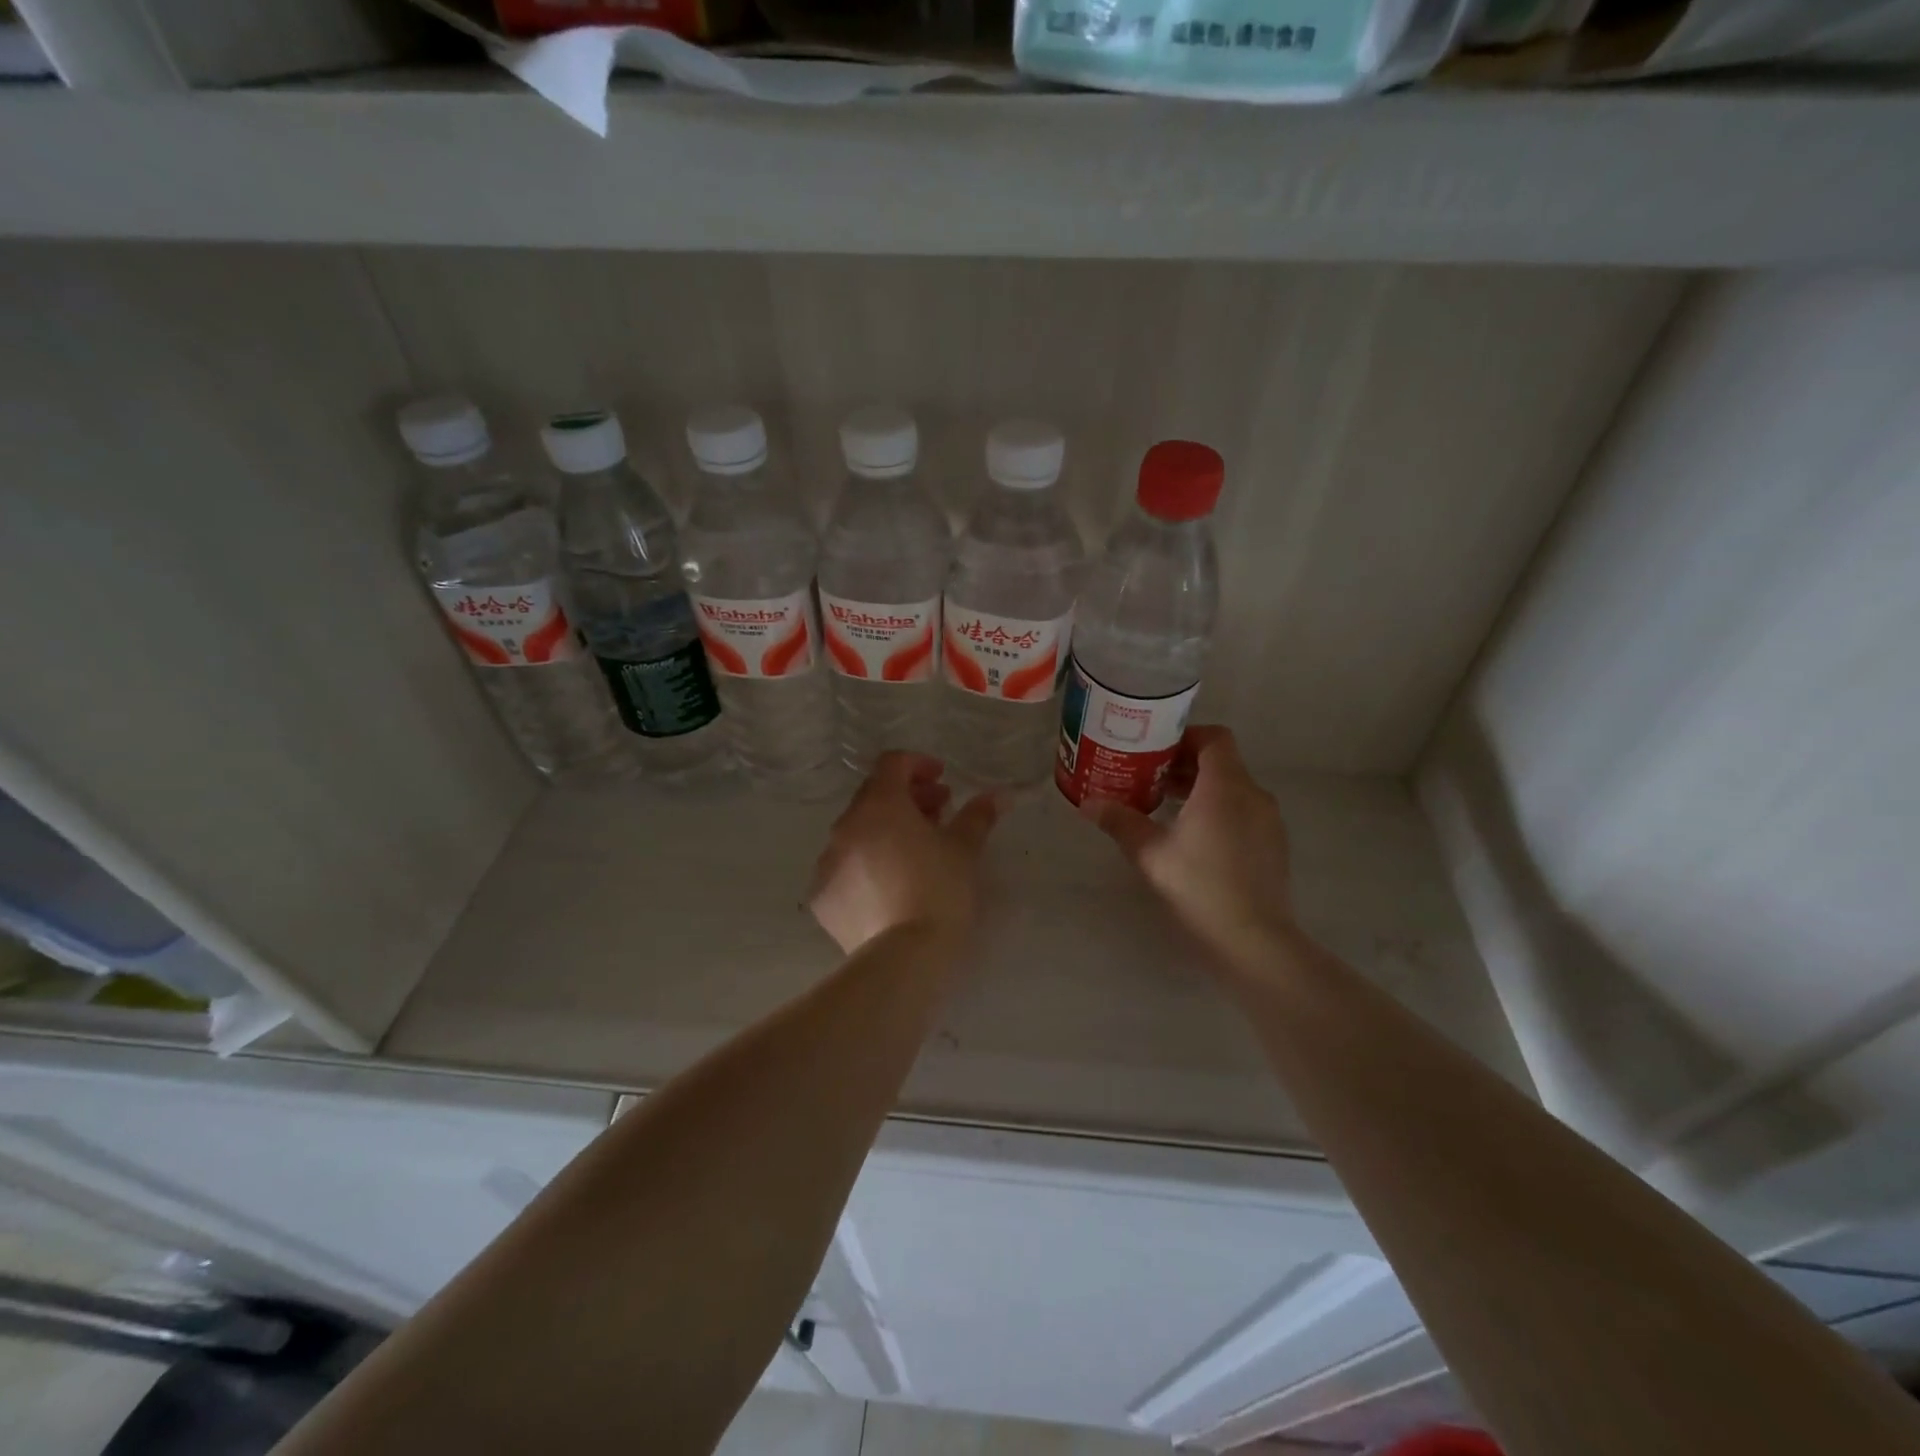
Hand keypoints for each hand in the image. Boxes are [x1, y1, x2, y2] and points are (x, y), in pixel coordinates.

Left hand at [808, 753, 1002, 955]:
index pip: (892, 763)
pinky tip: (890, 886)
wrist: (904, 958)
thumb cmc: (940, 891)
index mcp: (879, 805)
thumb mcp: (965, 850)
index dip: (918, 765)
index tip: (943, 781)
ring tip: (915, 852)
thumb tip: (998, 795)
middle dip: (906, 799)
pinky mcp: (823, 897)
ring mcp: (828, 862)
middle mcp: (846, 826)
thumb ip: (978, 815)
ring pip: (857, 832)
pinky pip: (845, 867)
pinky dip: (866, 865)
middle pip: (874, 796)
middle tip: (938, 814)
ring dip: (885, 831)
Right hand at [1081, 725, 1296, 972]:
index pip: (1214, 738)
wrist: (1253, 940)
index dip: (1185, 736)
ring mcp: (1268, 821)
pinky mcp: (1273, 845)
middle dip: (1185, 765)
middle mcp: (1253, 795)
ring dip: (1200, 790)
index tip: (1155, 750)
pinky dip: (1218, 811)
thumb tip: (1088, 804)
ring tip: (1165, 808)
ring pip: (1233, 789)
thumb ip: (1120, 822)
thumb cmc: (1199, 886)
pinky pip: (1243, 812)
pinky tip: (1192, 839)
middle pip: (1221, 762)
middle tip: (1149, 778)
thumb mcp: (1150, 853)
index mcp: (1225, 786)